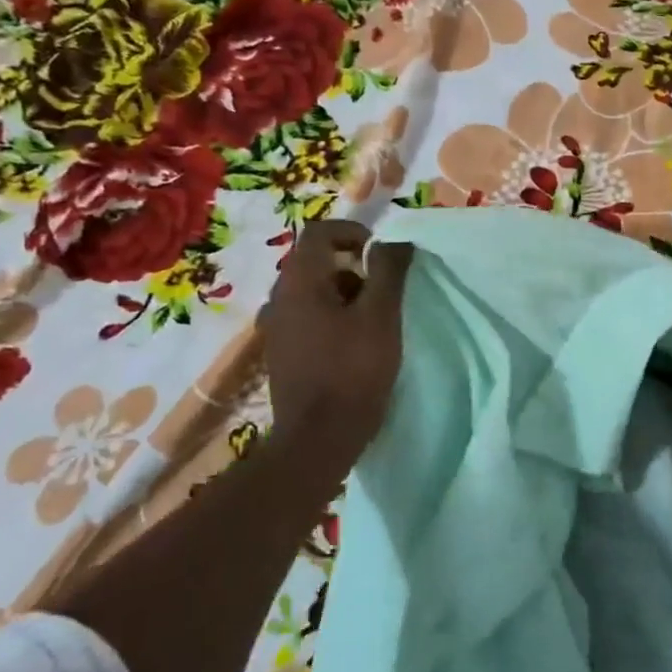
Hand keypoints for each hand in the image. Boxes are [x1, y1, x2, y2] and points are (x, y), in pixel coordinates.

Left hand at [261, 220, 412, 464]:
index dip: (352, 231)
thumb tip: (394, 240)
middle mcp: (279, 298)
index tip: (380, 252)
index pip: (319, 232)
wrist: (317, 440)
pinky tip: (353, 343)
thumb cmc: (352, 372)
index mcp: (299, 282)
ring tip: (373, 318)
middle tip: (382, 288)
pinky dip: (331, 315)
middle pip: (314, 261)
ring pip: (312, 291)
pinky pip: (307, 317)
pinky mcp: (282, 353)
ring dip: (344, 292)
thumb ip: (388, 272)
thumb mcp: (381, 317)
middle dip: (352, 266)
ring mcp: (277, 328)